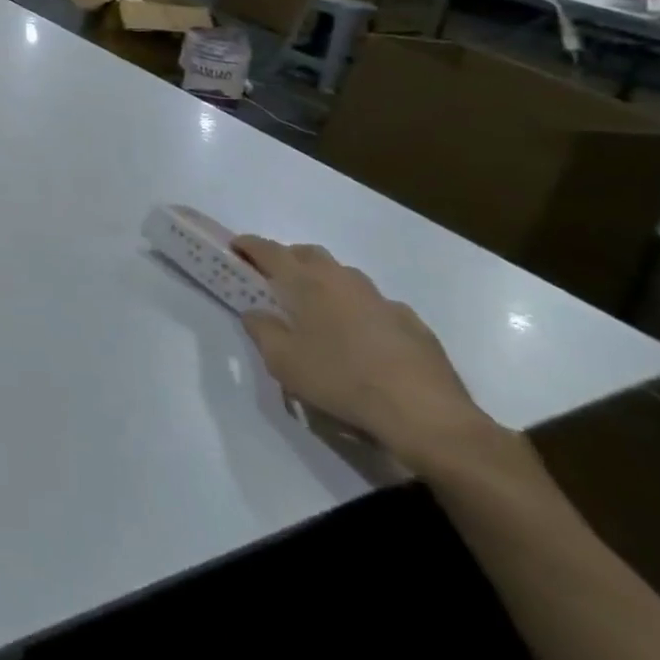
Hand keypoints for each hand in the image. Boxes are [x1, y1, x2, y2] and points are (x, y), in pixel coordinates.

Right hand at [233, 236, 499, 470]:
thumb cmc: (340, 380)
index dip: (248, 245)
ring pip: (344, 276)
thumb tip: (255, 312)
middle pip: (308, 254)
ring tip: (317, 309)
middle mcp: (342, 279)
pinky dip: (359, 310)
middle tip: (274, 279)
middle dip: (287, 259)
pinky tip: (361, 337)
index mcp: (306, 282)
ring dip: (325, 282)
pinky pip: (375, 305)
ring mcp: (381, 299)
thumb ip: (261, 330)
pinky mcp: (411, 322)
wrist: (425, 413)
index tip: (235, 247)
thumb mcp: (283, 361)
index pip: (269, 250)